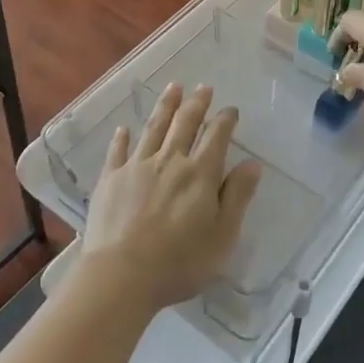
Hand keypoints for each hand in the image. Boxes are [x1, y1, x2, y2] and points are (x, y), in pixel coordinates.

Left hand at [78, 83, 261, 313]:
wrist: (121, 275)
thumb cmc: (179, 262)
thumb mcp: (222, 236)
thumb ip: (237, 197)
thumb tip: (252, 164)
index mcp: (200, 174)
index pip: (216, 137)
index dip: (225, 120)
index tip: (231, 109)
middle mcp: (169, 161)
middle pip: (185, 124)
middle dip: (197, 103)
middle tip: (204, 87)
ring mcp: (137, 166)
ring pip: (154, 128)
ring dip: (166, 106)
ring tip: (174, 87)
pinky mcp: (111, 178)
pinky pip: (118, 151)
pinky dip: (122, 138)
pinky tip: (124, 128)